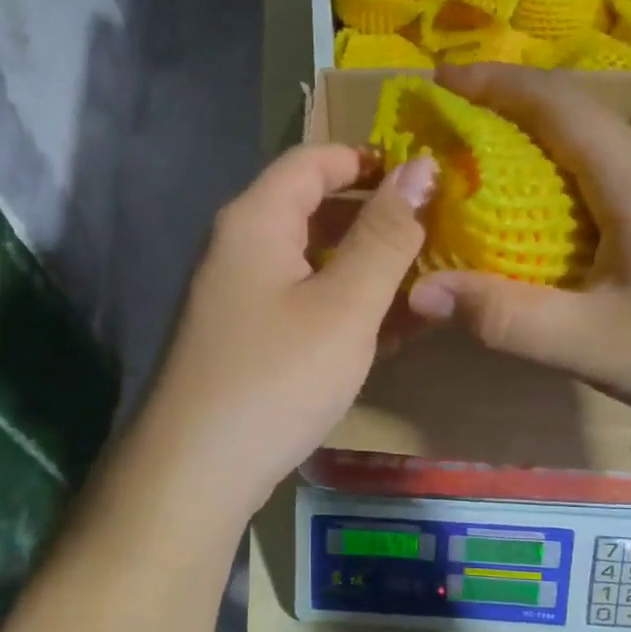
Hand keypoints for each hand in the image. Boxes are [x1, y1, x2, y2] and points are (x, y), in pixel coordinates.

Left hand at [128, 143, 435, 523]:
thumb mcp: (345, 306)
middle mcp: (237, 247)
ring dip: (365, 268)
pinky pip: (300, 302)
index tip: (425, 178)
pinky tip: (386, 332)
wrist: (194, 472)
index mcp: (255, 220)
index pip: (314, 159)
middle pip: (311, 208)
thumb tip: (422, 168)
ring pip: (310, 261)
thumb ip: (386, 236)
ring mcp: (235, 295)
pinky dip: (342, 306)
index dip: (369, 159)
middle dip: (375, 218)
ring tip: (424, 286)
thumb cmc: (276, 378)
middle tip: (436, 236)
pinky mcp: (242, 338)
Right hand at [405, 64, 630, 447]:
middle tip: (445, 130)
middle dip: (503, 111)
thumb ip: (506, 317)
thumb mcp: (595, 343)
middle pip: (571, 117)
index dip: (493, 84)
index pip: (554, 103)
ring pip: (591, 150)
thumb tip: (419, 291)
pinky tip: (542, 224)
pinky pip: (607, 183)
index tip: (438, 79)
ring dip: (533, 148)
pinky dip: (559, 184)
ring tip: (479, 171)